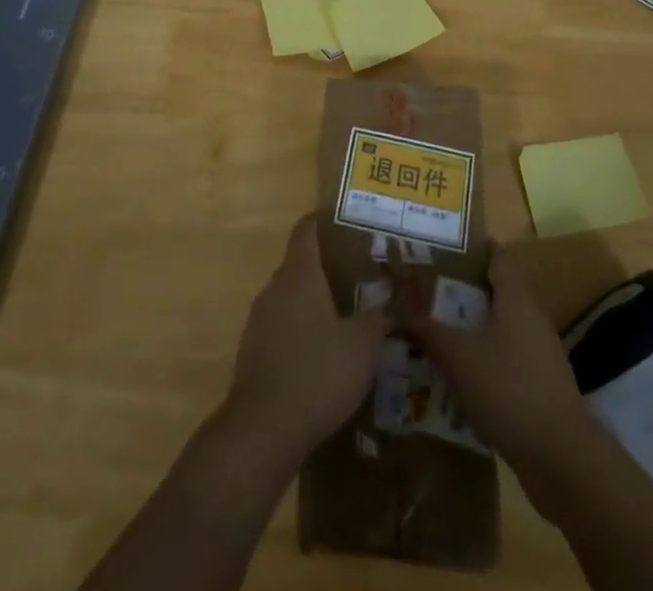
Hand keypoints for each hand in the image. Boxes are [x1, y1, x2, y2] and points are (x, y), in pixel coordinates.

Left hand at [225, 214, 386, 465]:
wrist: (263, 430)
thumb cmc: (318, 372)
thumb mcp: (363, 345)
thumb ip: (381, 317)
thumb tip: (398, 302)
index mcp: (299, 273)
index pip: (307, 229)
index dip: (326, 222)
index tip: (350, 225)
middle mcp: (275, 287)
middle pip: (301, 264)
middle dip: (328, 267)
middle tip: (362, 276)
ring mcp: (259, 320)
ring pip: (291, 298)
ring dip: (315, 303)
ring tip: (347, 316)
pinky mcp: (253, 351)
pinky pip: (282, 327)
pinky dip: (302, 331)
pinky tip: (323, 355)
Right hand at [409, 241, 592, 471]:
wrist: (562, 458)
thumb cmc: (508, 390)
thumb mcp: (458, 357)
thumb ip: (428, 329)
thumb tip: (398, 306)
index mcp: (515, 297)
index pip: (497, 256)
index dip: (472, 247)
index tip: (444, 245)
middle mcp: (531, 316)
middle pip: (497, 290)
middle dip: (464, 288)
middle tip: (428, 288)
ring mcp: (540, 352)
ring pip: (501, 326)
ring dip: (473, 326)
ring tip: (437, 329)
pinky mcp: (541, 384)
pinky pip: (507, 357)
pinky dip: (484, 357)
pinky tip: (461, 374)